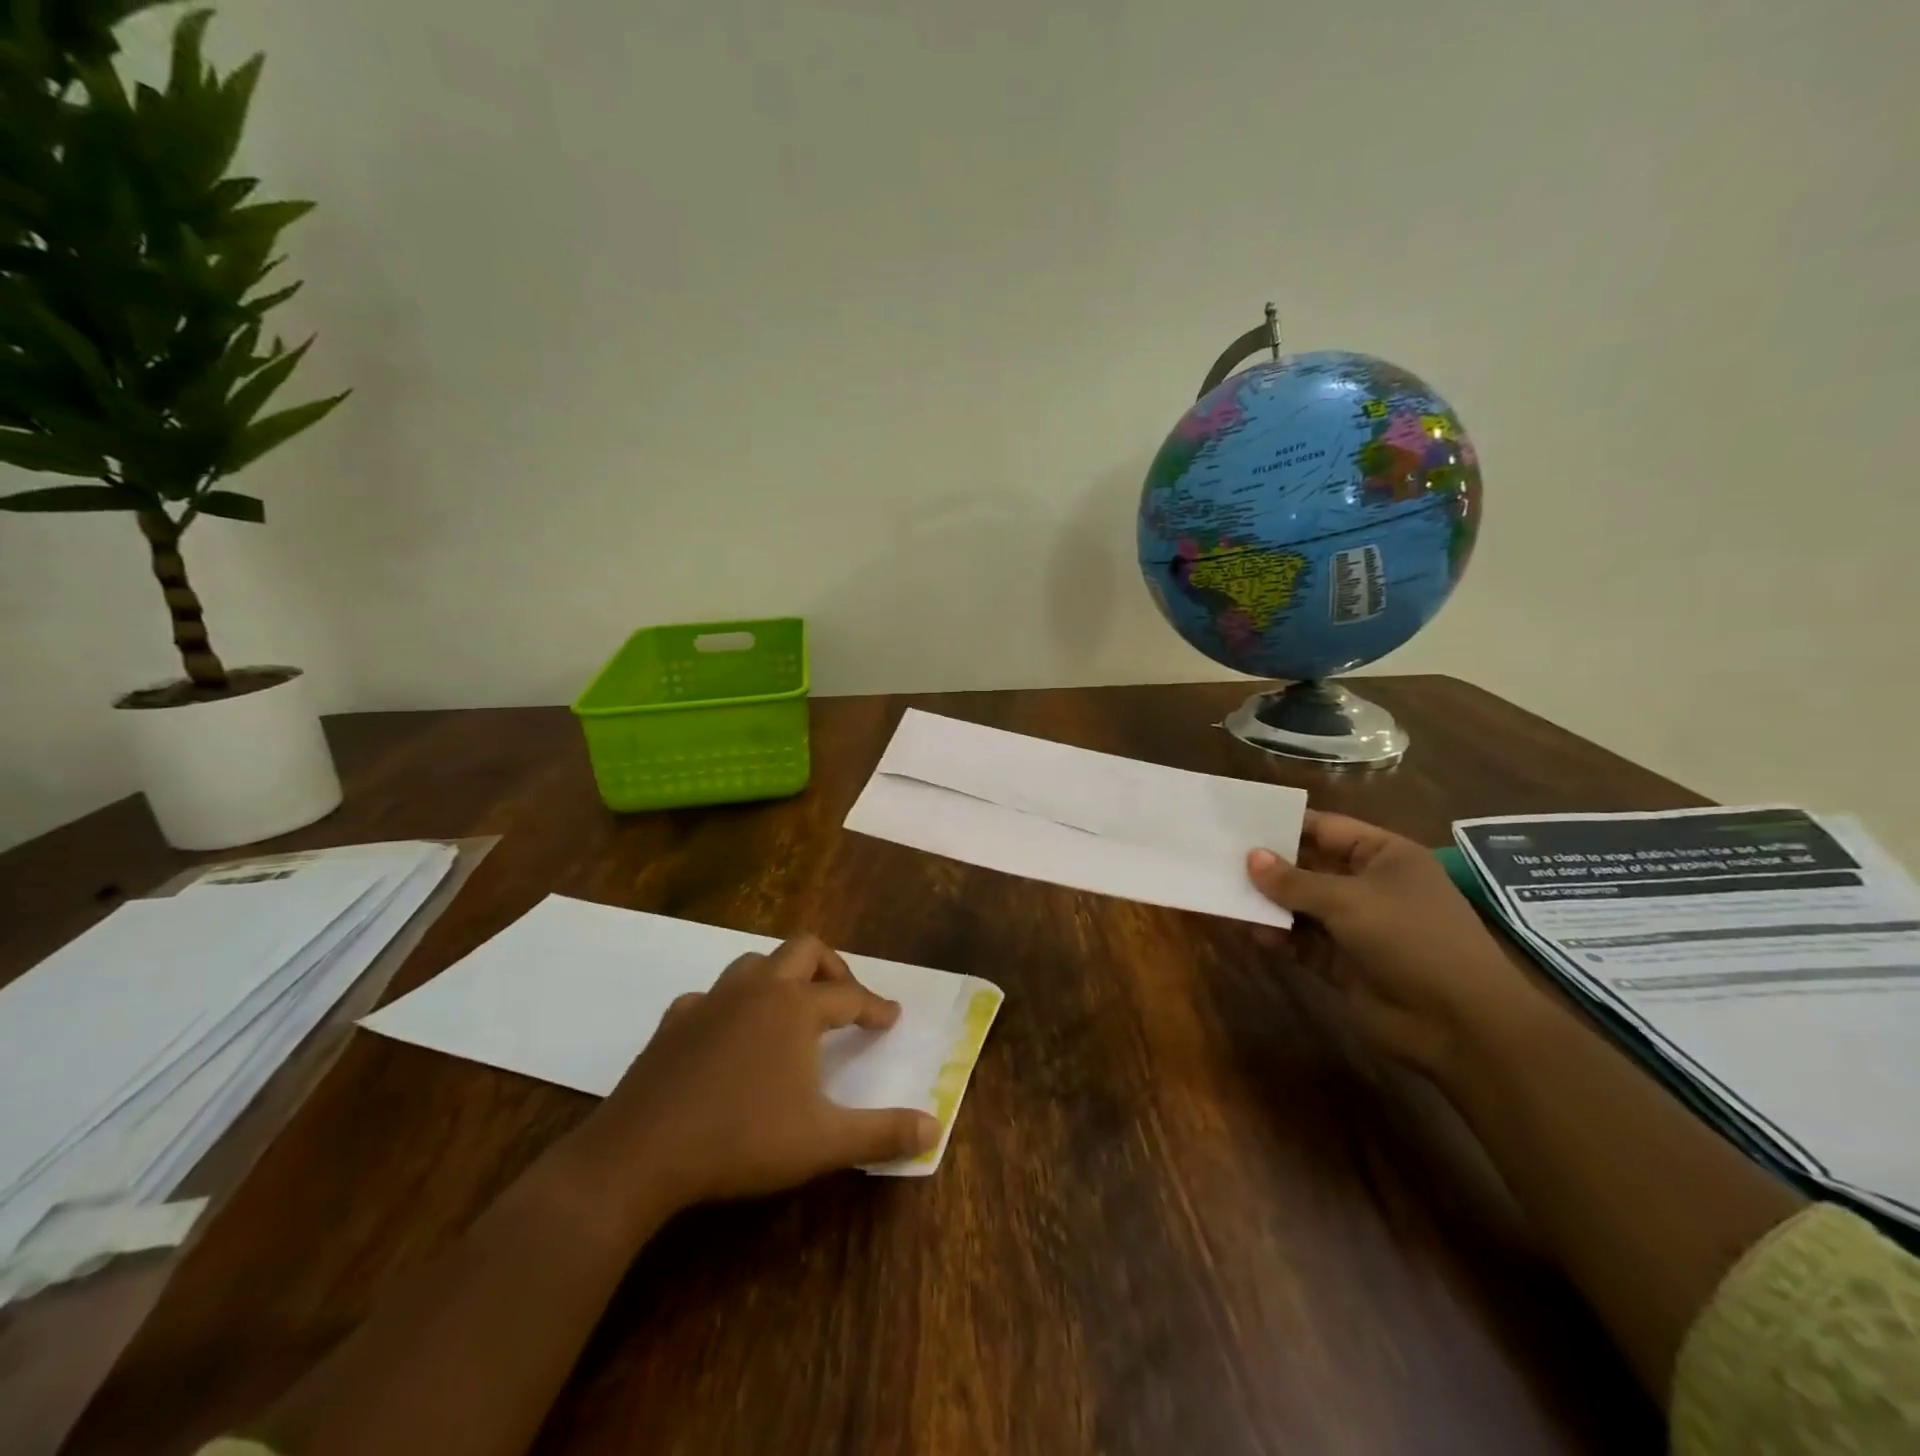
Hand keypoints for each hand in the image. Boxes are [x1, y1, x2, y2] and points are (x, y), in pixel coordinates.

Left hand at [566, 934, 939, 1223]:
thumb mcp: (823, 1142)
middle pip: (804, 950)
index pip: (850, 996)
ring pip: (755, 964)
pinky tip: (729, 1035)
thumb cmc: (742, 1140)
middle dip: (832, 967)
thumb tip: (935, 1128)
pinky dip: (731, 1005)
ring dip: (781, 978)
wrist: (640, 1154)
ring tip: (791, 1011)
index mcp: (796, 1007)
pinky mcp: (674, 1022)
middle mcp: (757, 989)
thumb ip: (882, 1133)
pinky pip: (711, 996)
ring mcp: (711, 1001)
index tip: (891, 1017)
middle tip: (845, 998)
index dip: (875, 1006)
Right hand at [1247, 810, 1535, 1077]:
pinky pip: (1302, 940)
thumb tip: (1250, 858)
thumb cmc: (1412, 939)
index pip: (1327, 829)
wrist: (1461, 1025)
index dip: (1286, 825)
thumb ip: (1295, 881)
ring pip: (1301, 906)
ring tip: (1224, 894)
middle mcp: (1370, 886)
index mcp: (1385, 856)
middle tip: (1219, 857)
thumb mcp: (1349, 900)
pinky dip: (1277, 935)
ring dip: (1268, 903)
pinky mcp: (1344, 963)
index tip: (1240, 823)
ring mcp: (1357, 926)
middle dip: (1269, 866)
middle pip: (1310, 867)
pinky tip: (1248, 931)